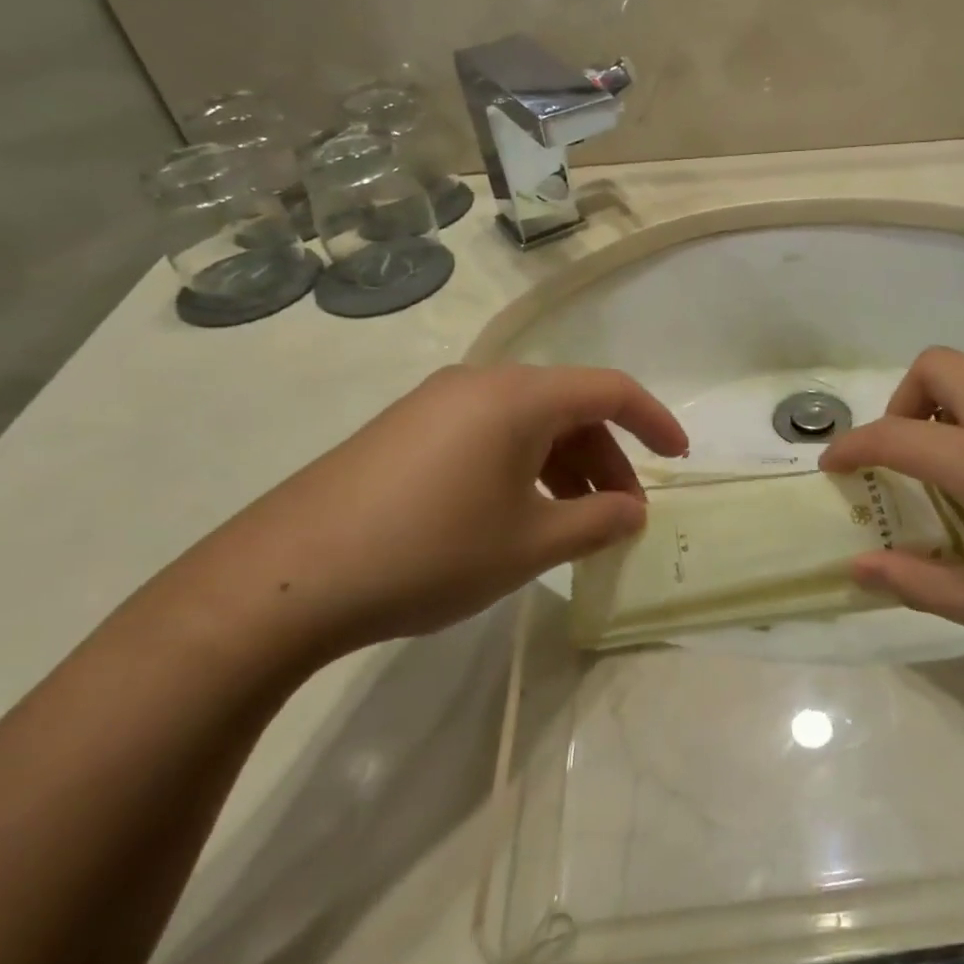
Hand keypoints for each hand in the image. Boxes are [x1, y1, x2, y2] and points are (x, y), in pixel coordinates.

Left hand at [172, 365, 687, 659]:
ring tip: (572, 523)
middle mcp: (480, 384)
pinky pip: (487, 436)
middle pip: (568, 408)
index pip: (610, 390)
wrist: (284, 578)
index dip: (654, 421)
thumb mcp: (528, 544)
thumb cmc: (429, 551)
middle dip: (606, 459)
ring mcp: (436, 405)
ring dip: (564, 467)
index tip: (680, 459)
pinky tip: (514, 516)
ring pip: (527, 424)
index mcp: (518, 396)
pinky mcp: (405, 431)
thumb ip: (595, 522)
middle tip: (620, 515)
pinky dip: (521, 468)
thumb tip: (633, 511)